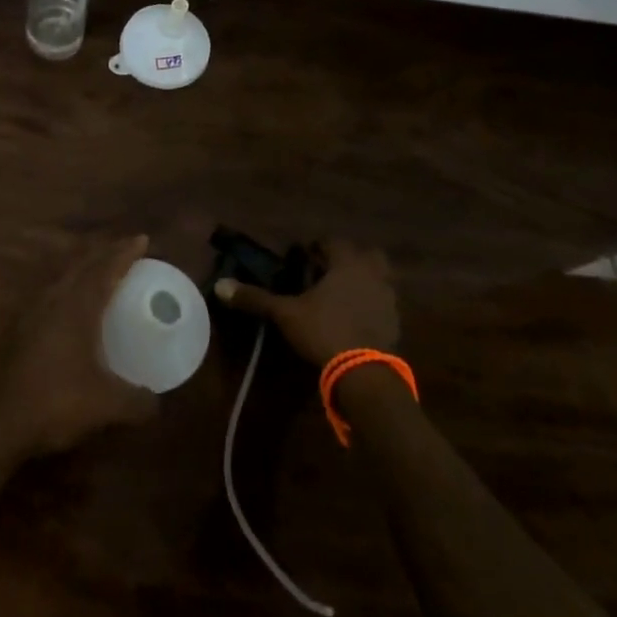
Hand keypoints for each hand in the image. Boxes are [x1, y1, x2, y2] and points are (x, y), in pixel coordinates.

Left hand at [0, 235, 158, 458]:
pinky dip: (68, 290)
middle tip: (125, 250)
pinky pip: (50, 296)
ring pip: (62, 279)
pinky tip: (71, 306)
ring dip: (83, 269)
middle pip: (81, 266)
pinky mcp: (19, 331)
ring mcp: (31, 315)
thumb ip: (137, 401)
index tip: (142, 240)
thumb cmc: (56, 403)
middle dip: (104, 254)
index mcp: (77, 307)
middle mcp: (53, 301)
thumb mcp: (107, 405)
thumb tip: (156, 403)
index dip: (124, 253)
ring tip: (100, 271)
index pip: (104, 269)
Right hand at [214, 239, 398, 366]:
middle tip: (328, 272)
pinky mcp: (395, 323)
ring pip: (379, 279)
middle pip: (367, 255)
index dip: (318, 247)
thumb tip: (221, 285)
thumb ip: (256, 298)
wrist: (364, 373)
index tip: (304, 256)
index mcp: (347, 264)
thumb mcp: (285, 314)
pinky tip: (354, 319)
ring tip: (340, 296)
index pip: (334, 242)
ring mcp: (388, 299)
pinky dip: (370, 305)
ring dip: (362, 281)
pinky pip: (382, 303)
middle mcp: (372, 275)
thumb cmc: (324, 331)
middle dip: (349, 259)